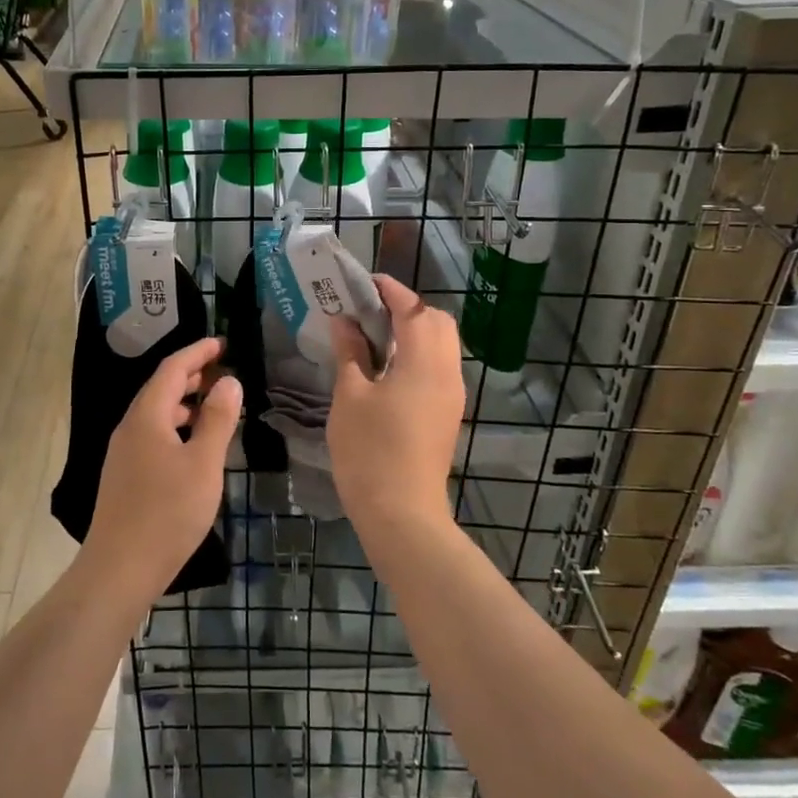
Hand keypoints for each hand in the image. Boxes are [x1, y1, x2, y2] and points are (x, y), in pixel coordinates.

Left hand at [86, 338, 241, 597]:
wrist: (119, 569)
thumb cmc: (167, 513)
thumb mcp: (203, 464)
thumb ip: (217, 420)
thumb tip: (229, 381)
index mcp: (146, 416)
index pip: (172, 368)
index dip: (197, 352)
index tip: (222, 343)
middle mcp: (130, 427)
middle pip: (160, 388)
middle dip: (191, 374)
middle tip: (222, 370)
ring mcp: (124, 452)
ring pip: (156, 413)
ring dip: (184, 402)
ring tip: (213, 403)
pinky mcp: (125, 475)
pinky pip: (152, 434)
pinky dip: (176, 426)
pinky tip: (193, 445)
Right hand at [328, 276, 463, 528]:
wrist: (402, 514)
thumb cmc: (370, 451)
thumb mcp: (350, 396)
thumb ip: (350, 353)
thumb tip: (345, 322)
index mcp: (425, 363)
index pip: (414, 309)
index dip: (391, 291)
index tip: (364, 283)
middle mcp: (448, 373)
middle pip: (437, 323)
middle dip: (407, 308)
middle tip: (369, 311)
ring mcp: (452, 396)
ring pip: (442, 346)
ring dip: (414, 331)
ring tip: (375, 336)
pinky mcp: (448, 414)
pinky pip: (439, 368)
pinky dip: (418, 354)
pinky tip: (387, 366)